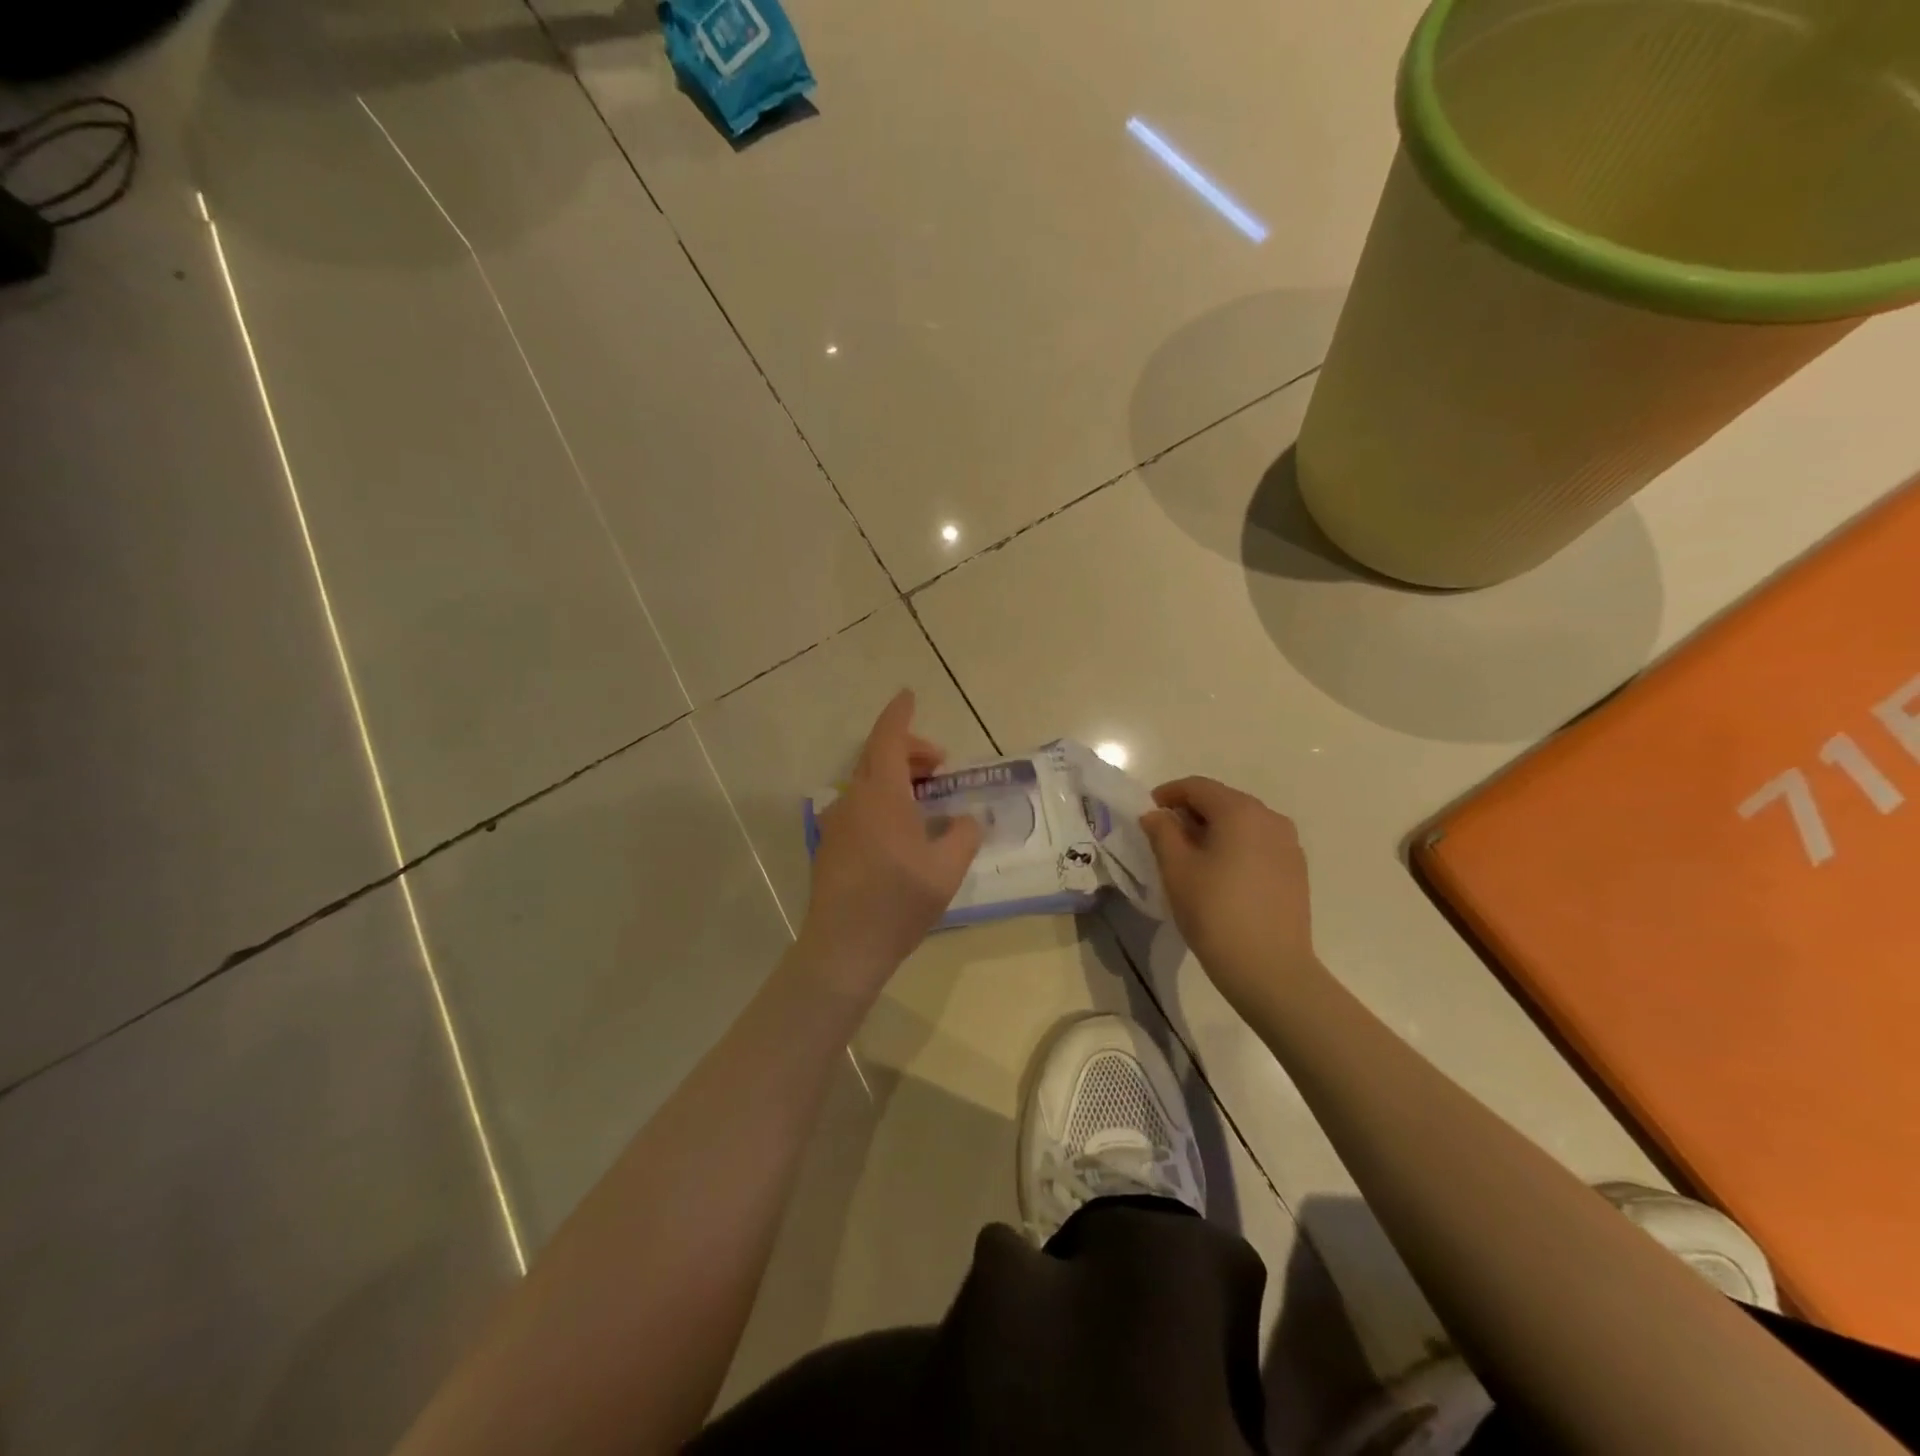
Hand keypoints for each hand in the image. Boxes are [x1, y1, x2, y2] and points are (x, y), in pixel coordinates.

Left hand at [797, 690, 983, 998]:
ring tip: (925, 797)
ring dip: (896, 778)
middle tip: (939, 765)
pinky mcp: (829, 846)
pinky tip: (901, 831)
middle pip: (877, 758)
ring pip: (867, 783)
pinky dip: (882, 801)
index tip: (909, 695)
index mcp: (881, 795)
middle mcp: (853, 800)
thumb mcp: (947, 869)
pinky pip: (858, 807)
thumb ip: (963, 835)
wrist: (843, 948)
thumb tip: (967, 819)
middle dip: (909, 752)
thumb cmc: (898, 902)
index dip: (900, 714)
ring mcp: (836, 823)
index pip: (888, 739)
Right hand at [1140, 777, 1316, 1015]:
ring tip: (1191, 858)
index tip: (1147, 814)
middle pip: (1222, 801)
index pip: (1197, 787)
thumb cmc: (1215, 912)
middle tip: (1164, 837)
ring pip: (1242, 824)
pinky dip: (1234, 848)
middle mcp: (1270, 818)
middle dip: (1190, 813)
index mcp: (1240, 811)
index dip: (1168, 794)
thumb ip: (1162, 832)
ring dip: (1213, 831)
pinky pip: (1258, 844)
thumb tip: (1156, 815)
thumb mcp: (1176, 869)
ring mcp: (1289, 845)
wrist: (1270, 969)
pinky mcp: (1295, 870)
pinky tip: (1220, 876)